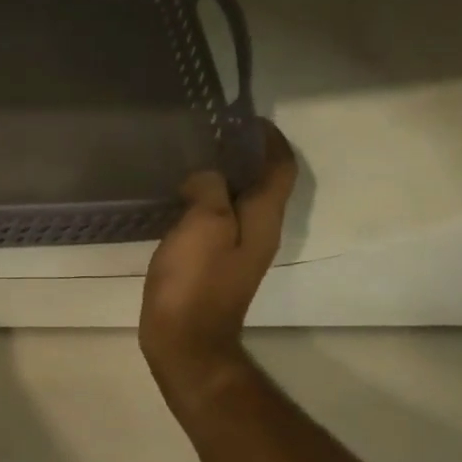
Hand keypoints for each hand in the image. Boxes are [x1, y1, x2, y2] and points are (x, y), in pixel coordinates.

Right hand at [140, 121, 296, 390]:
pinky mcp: (216, 265)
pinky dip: (207, 202)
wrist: (185, 341)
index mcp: (264, 219)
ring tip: (194, 160)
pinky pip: (218, 221)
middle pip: (263, 184)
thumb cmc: (196, 281)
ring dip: (225, 178)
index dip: (271, 141)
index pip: (281, 169)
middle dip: (245, 156)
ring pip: (239, 203)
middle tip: (213, 134)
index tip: (248, 119)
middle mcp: (259, 232)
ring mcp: (238, 252)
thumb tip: (207, 177)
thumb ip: (211, 189)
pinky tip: (180, 200)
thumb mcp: (204, 224)